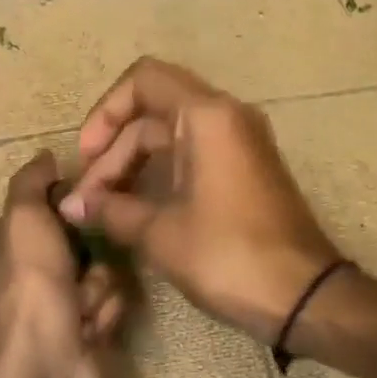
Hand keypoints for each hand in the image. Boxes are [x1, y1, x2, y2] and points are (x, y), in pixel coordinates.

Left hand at [0, 150, 129, 377]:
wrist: (47, 369)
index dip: (66, 203)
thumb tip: (44, 156)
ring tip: (84, 306)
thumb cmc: (30, 285)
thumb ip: (31, 182)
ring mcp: (54, 306)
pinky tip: (92, 329)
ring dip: (99, 286)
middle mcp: (26, 273)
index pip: (42, 207)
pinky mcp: (82, 334)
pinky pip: (109, 305)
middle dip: (91, 250)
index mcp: (4, 244)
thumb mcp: (22, 218)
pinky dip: (104, 313)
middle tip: (87, 259)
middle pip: (78, 240)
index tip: (86, 200)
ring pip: (100, 272)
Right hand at [58, 58, 339, 342]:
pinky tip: (136, 209)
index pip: (143, 80)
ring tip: (104, 208)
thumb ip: (111, 210)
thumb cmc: (228, 255)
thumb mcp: (160, 233)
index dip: (106, 111)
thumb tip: (71, 207)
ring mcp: (241, 143)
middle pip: (153, 111)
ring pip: (171, 135)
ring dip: (133, 165)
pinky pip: (193, 154)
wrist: (305, 297)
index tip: (87, 155)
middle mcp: (227, 117)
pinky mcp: (246, 171)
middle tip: (88, 199)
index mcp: (207, 116)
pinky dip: (160, 173)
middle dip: (114, 151)